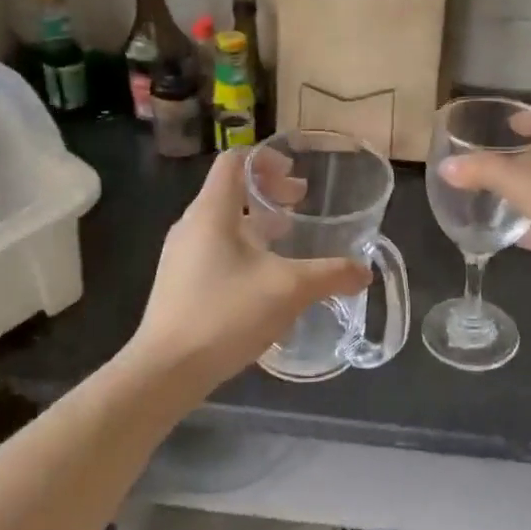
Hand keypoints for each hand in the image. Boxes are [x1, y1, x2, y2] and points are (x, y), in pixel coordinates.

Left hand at [129, 149, 369, 388]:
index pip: (234, 161)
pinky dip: (244, 248)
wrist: (166, 370)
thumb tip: (364, 272)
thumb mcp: (288, 290)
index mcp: (212, 212)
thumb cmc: (225, 314)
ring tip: (289, 237)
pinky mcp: (180, 283)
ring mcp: (181, 256)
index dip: (266, 159)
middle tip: (301, 203)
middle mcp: (192, 225)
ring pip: (224, 222)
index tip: (296, 174)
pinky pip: (215, 249)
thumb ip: (330, 275)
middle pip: (231, 190)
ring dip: (258, 222)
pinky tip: (266, 278)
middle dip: (269, 191)